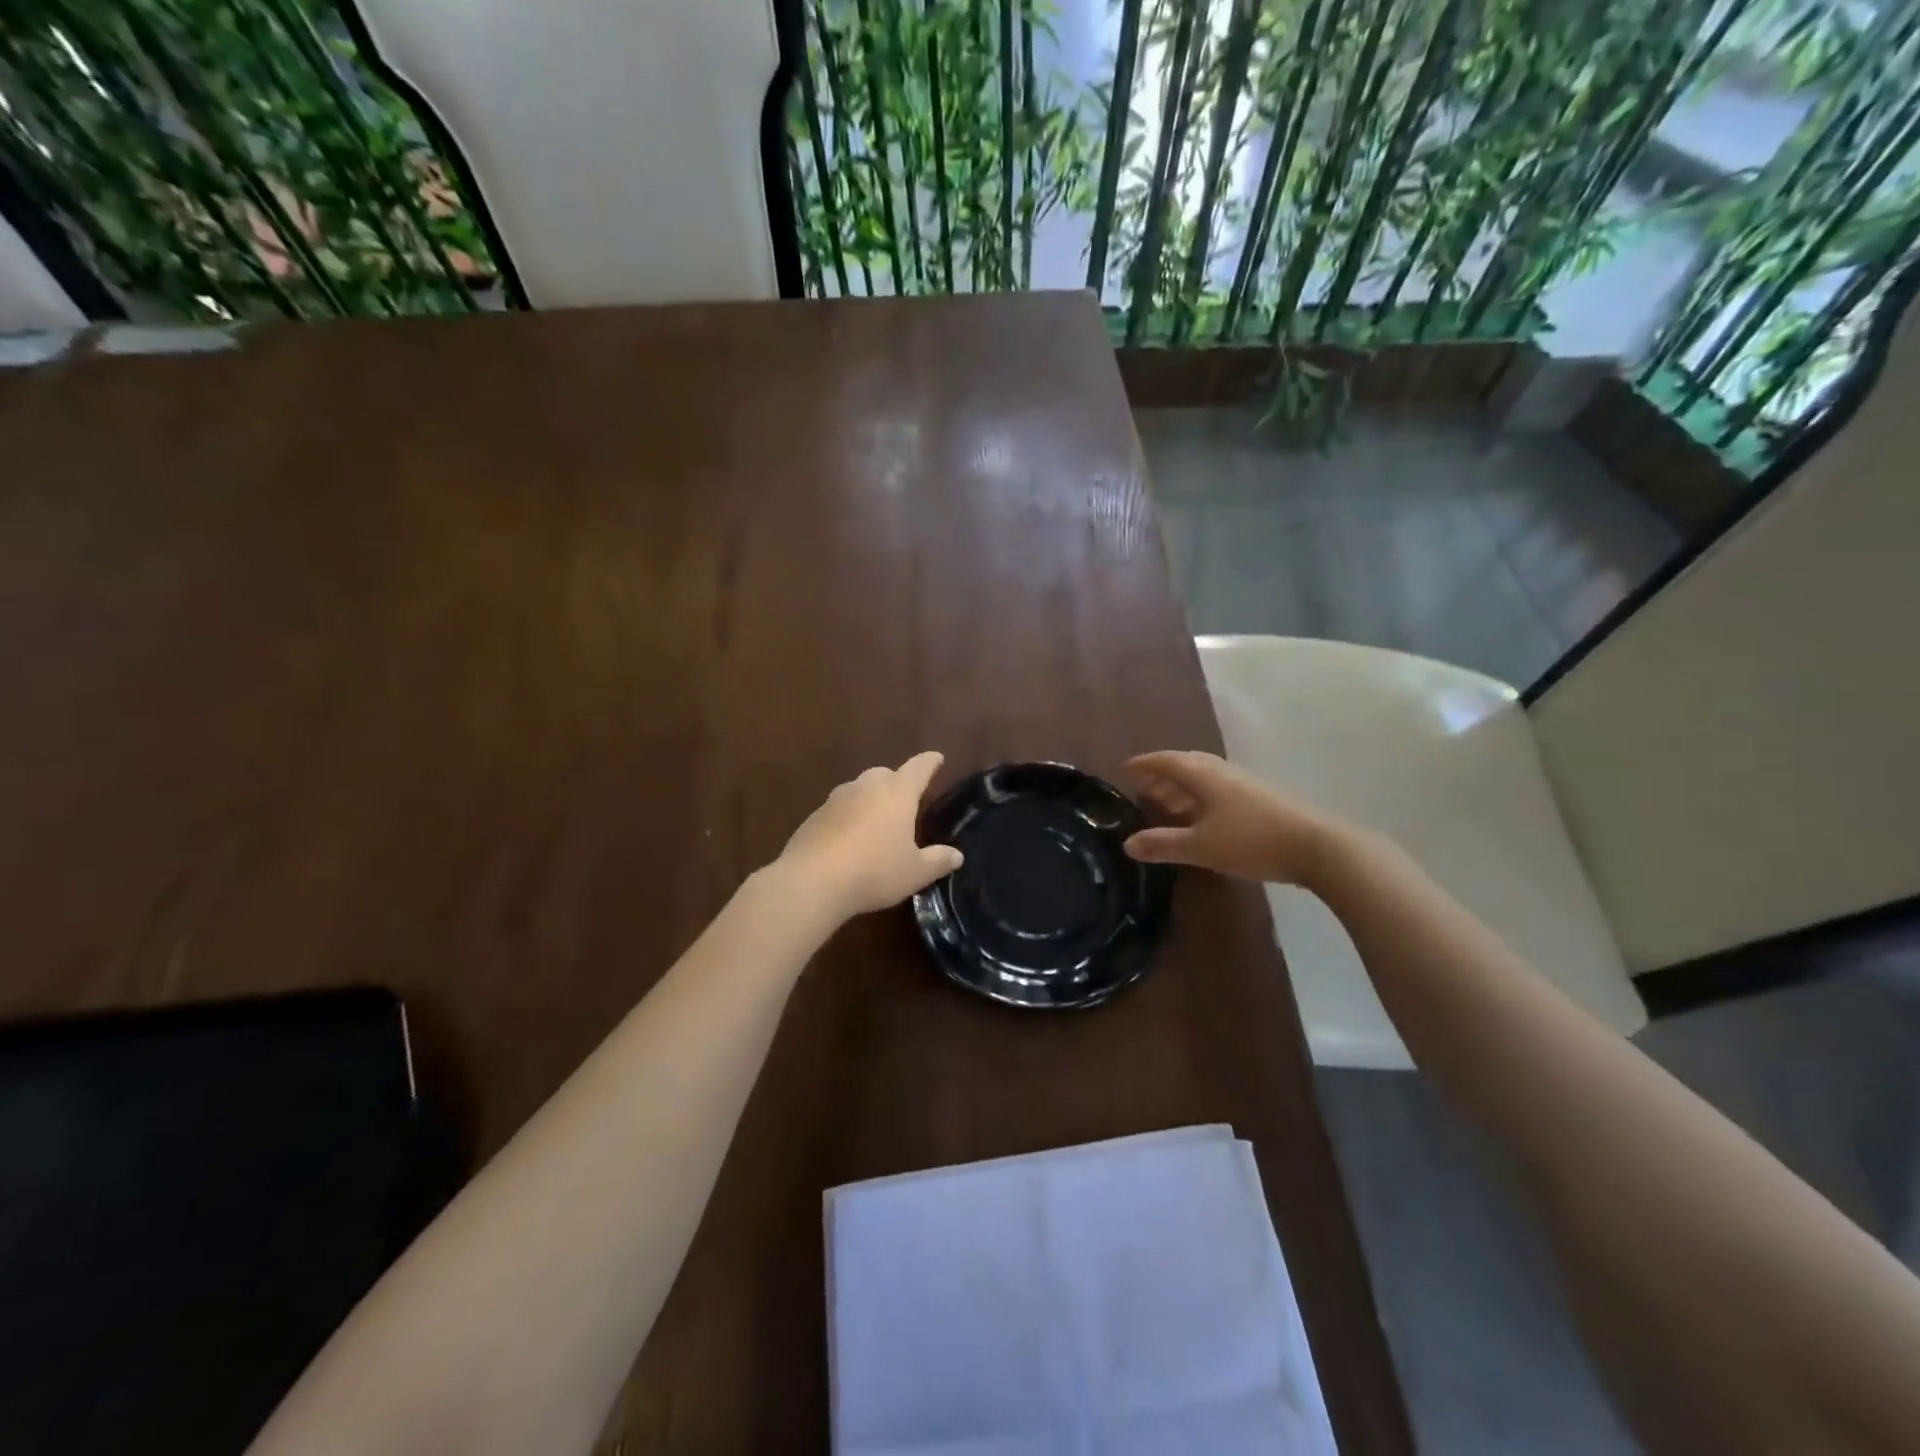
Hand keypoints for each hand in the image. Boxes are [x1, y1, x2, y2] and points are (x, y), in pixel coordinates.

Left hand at [773, 751, 964, 921]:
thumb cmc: (874, 871)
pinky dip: (848, 818)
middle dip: (897, 782)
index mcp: (897, 792)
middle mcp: (866, 786)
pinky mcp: (814, 816)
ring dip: (869, 799)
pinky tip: (849, 840)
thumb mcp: (915, 872)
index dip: (930, 763)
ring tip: (876, 822)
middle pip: (885, 774)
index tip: (937, 758)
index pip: (919, 768)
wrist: (811, 881)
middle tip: (905, 799)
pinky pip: (838, 809)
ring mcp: (836, 799)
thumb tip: (957, 855)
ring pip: (859, 789)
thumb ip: (937, 861)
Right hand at [1123, 750, 1334, 886]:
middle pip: (1186, 765)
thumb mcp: (1199, 846)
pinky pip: (1220, 789)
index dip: (1145, 764)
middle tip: (1145, 788)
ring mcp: (1245, 783)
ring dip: (1184, 787)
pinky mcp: (1261, 798)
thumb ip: (1162, 844)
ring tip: (1169, 804)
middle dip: (1164, 775)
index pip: (1166, 761)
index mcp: (1203, 775)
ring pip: (1205, 778)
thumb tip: (1127, 844)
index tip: (1126, 768)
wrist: (1316, 847)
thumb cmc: (1250, 841)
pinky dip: (1202, 798)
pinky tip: (1204, 818)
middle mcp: (1222, 772)